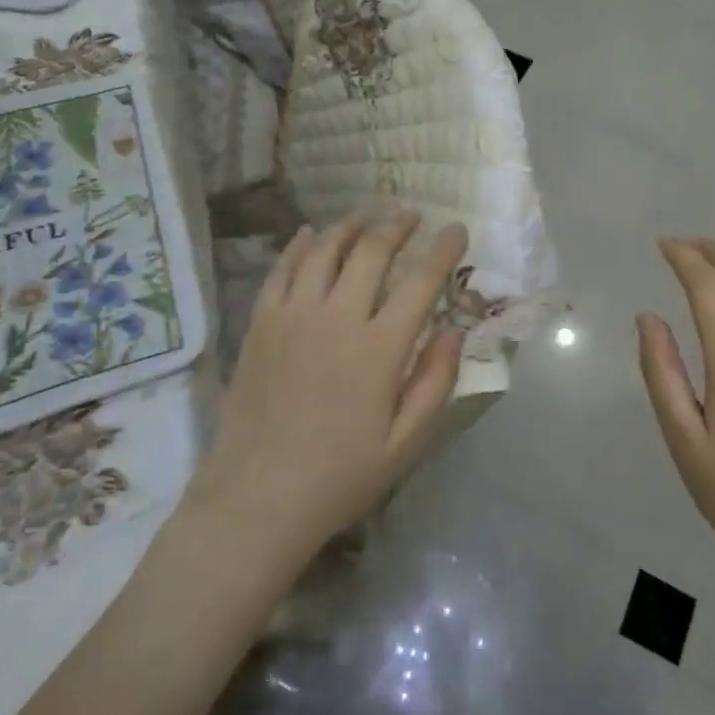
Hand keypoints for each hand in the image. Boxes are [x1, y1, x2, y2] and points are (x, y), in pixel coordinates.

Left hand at [184, 211, 467, 566]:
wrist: (256, 499)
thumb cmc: (339, 476)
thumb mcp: (405, 443)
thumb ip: (435, 382)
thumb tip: (455, 329)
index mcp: (379, 349)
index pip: (420, 283)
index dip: (443, 251)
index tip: (457, 229)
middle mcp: (337, 319)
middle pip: (372, 252)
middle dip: (397, 226)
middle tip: (412, 216)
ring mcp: (293, 316)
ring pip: (324, 251)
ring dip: (350, 227)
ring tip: (367, 216)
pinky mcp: (261, 324)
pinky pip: (282, 270)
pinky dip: (298, 246)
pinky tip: (309, 233)